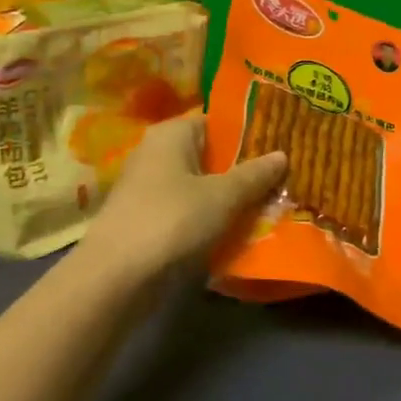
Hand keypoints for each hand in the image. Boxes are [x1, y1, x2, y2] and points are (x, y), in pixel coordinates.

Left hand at [83, 114, 286, 274]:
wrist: (115, 278)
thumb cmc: (172, 220)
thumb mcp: (222, 196)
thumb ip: (254, 175)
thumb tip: (282, 154)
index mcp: (172, 134)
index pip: (218, 122)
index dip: (250, 132)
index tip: (282, 145)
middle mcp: (156, 154)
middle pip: (210, 155)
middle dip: (244, 168)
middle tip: (284, 177)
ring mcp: (149, 189)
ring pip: (200, 186)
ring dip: (230, 197)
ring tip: (271, 204)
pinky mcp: (147, 220)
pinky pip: (189, 211)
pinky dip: (211, 218)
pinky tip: (239, 231)